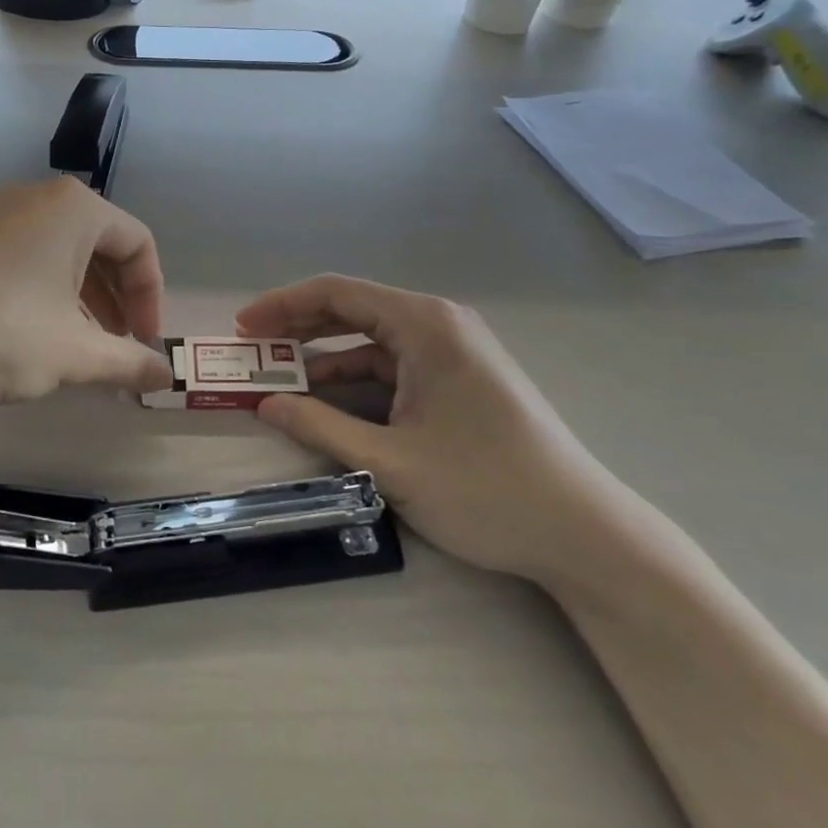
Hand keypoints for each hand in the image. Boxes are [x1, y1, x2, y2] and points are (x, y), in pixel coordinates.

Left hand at [0, 179, 173, 406]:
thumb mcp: (73, 354)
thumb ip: (128, 362)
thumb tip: (167, 377)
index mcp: (74, 209)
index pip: (138, 244)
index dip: (151, 296)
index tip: (145, 343)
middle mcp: (38, 198)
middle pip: (101, 243)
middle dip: (118, 298)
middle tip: (119, 345)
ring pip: (62, 251)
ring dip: (84, 297)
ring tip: (82, 345)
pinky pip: (27, 254)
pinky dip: (47, 289)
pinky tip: (36, 331)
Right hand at [236, 276, 617, 579]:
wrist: (584, 534)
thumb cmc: (487, 490)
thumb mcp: (391, 463)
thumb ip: (320, 427)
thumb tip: (264, 405)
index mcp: (424, 324)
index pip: (337, 293)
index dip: (283, 306)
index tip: (243, 328)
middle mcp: (438, 324)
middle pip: (352, 310)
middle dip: (298, 328)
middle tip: (252, 350)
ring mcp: (452, 352)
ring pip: (371, 341)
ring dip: (325, 358)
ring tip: (280, 378)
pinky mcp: (459, 379)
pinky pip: (393, 366)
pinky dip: (356, 380)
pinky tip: (328, 402)